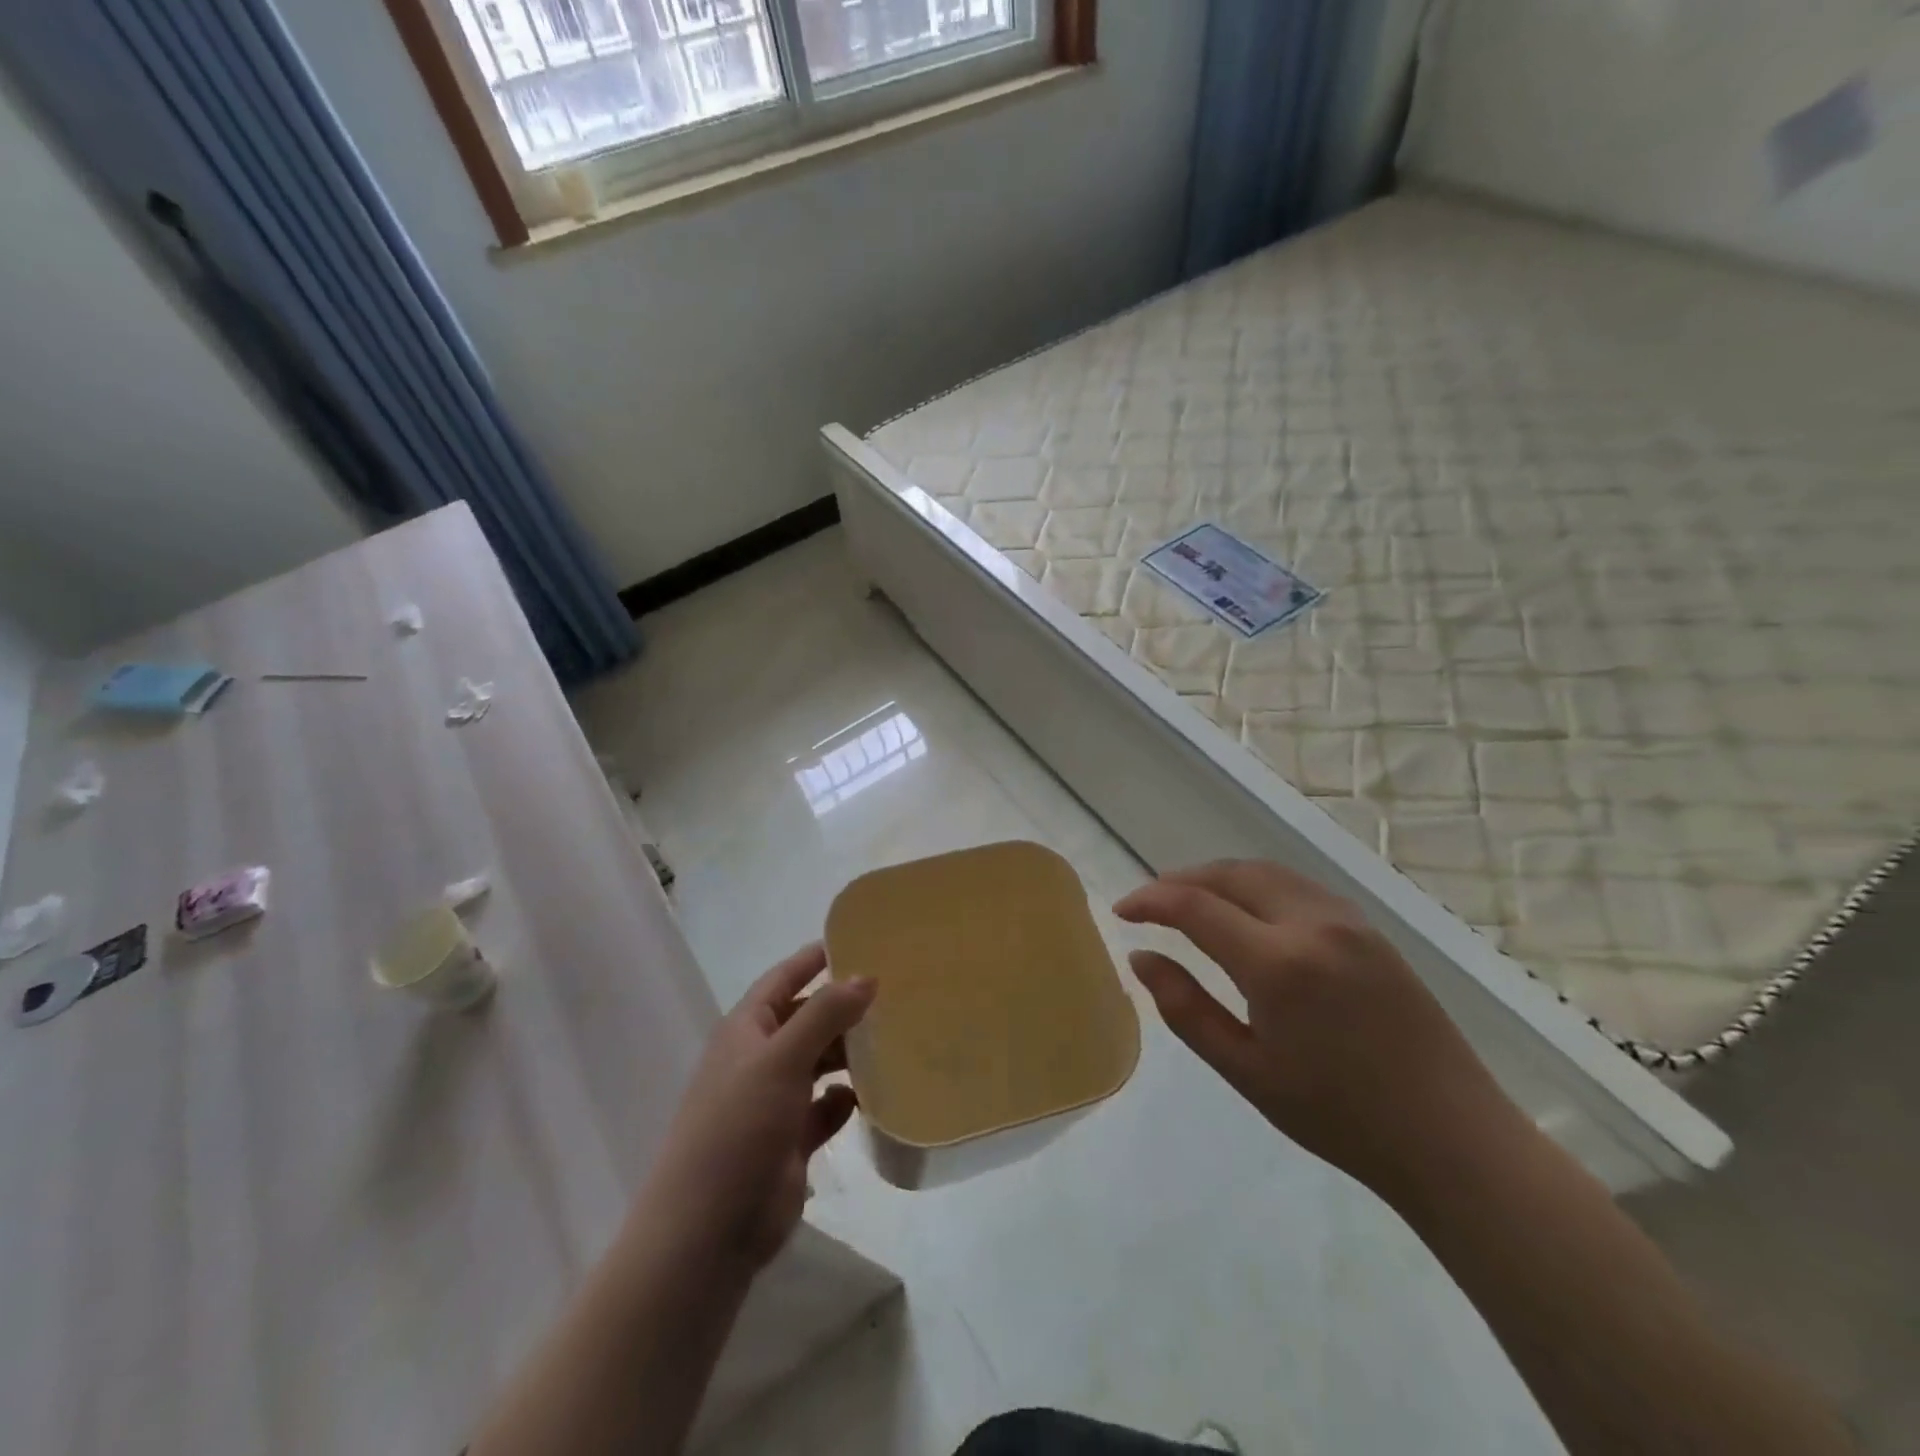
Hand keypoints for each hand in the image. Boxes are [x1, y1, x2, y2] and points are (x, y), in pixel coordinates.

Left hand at [639, 944, 875, 1273]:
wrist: (707, 1232)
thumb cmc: (737, 1128)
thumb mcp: (781, 1058)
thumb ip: (825, 1014)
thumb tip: (867, 976)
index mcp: (745, 1031)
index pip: (783, 979)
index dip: (814, 959)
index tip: (857, 940)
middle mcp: (759, 1060)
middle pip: (807, 1020)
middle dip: (843, 1007)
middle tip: (894, 993)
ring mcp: (773, 1102)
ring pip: (819, 1063)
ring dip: (849, 1053)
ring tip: (895, 1039)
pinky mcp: (790, 1142)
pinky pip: (826, 1108)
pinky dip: (846, 1100)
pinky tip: (873, 1096)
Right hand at [1115, 860, 1511, 1198]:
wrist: (1451, 1137)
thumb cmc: (1338, 1116)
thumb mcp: (1246, 1070)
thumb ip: (1184, 1007)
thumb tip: (1141, 957)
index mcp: (1278, 963)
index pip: (1195, 906)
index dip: (1150, 900)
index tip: (1121, 911)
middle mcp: (1312, 923)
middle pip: (1230, 874)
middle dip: (1181, 879)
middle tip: (1149, 903)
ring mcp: (1347, 920)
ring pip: (1265, 872)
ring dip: (1218, 877)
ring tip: (1188, 900)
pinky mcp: (1369, 929)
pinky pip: (1297, 886)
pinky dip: (1256, 885)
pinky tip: (1246, 911)